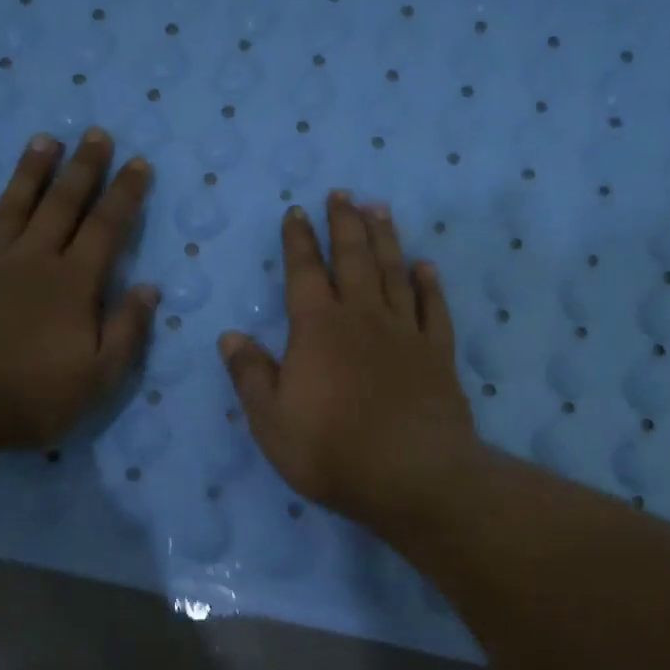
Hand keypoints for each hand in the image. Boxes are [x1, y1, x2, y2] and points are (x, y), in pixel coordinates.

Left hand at [0, 127, 159, 450]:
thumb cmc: (31, 397)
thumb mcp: (98, 377)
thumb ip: (126, 331)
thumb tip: (148, 289)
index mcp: (72, 285)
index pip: (106, 230)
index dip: (124, 195)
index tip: (138, 163)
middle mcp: (30, 262)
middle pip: (62, 207)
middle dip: (83, 170)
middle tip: (95, 134)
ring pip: (10, 209)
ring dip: (28, 174)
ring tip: (44, 140)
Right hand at [218, 192, 481, 530]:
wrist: (412, 476)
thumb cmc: (332, 452)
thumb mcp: (271, 422)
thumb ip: (251, 376)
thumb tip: (230, 336)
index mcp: (317, 329)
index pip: (303, 273)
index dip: (298, 241)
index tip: (297, 213)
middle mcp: (363, 318)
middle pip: (353, 258)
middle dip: (344, 224)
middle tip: (342, 194)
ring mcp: (406, 333)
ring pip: (394, 272)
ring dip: (385, 239)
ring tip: (379, 210)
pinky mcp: (439, 353)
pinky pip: (435, 308)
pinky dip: (429, 284)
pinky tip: (426, 267)